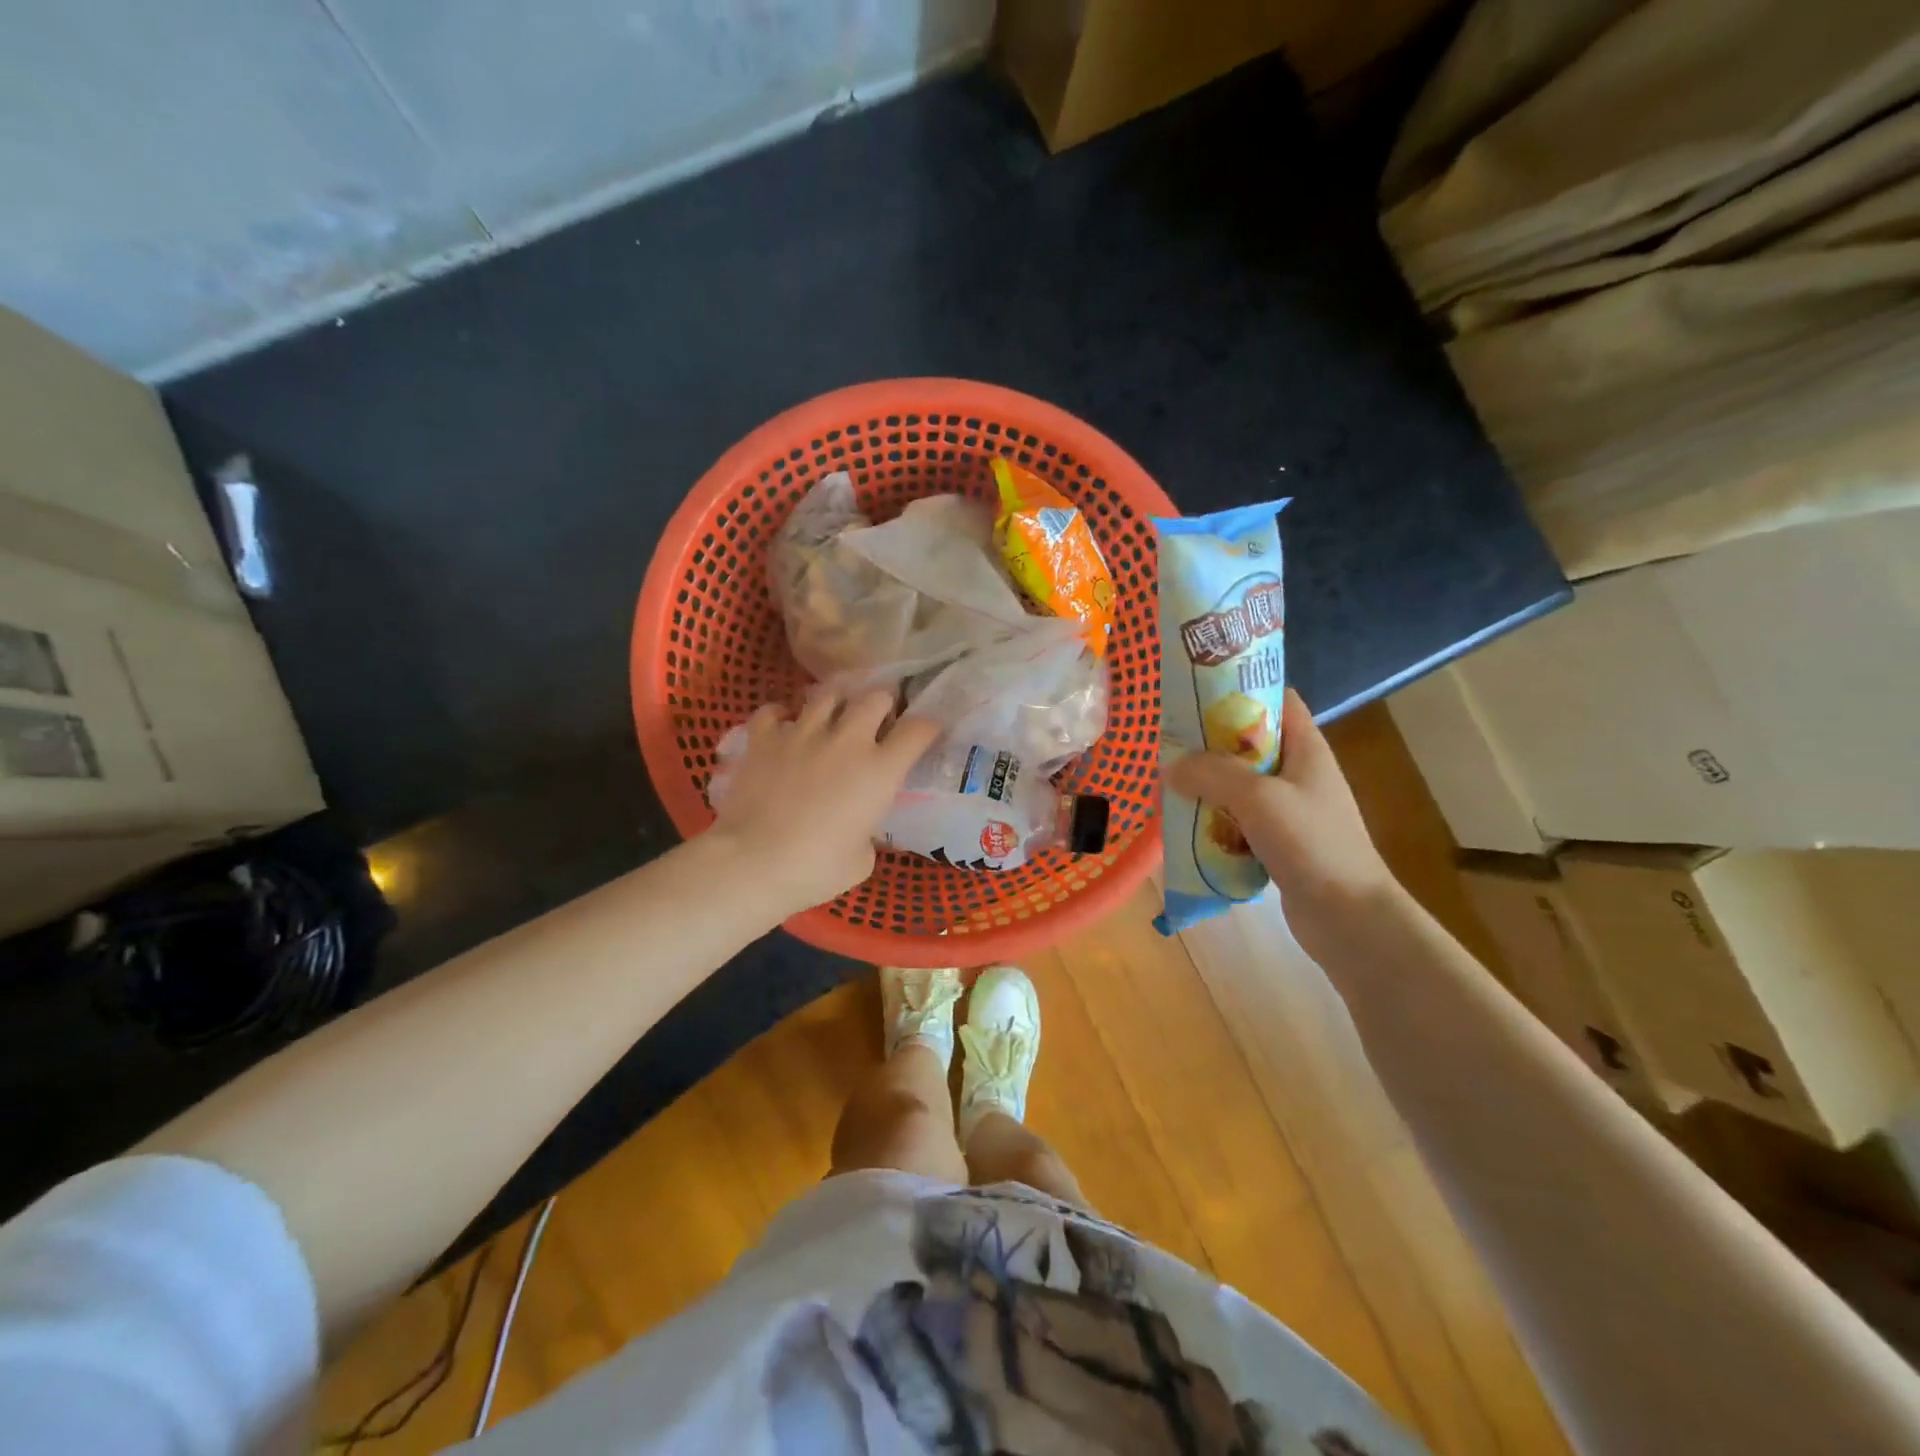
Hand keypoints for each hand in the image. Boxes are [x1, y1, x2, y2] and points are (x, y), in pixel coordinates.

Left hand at [707, 689, 938, 915]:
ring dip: (836, 705)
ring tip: (832, 720)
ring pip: (828, 695)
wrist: (753, 863)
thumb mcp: (862, 858)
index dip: (927, 727)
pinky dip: (781, 715)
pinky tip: (783, 726)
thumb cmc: (816, 869)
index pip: (918, 730)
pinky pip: (773, 711)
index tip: (926, 732)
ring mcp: (802, 733)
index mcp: (880, 770)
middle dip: (882, 705)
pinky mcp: (764, 738)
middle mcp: (847, 740)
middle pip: (875, 698)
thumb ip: (867, 831)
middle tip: (877, 721)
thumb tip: (858, 827)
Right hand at [1166, 689, 1400, 951]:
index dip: (1242, 692)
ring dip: (1208, 786)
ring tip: (1170, 787)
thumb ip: (1212, 774)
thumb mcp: (1258, 798)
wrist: (1349, 919)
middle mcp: (1299, 774)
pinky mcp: (1279, 844)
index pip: (1278, 700)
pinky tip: (1187, 827)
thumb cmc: (1312, 844)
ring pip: (1240, 785)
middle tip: (1170, 747)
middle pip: (1250, 744)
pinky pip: (1239, 821)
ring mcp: (1290, 811)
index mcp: (1307, 749)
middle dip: (1210, 745)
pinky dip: (1215, 821)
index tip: (1197, 697)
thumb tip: (1170, 767)